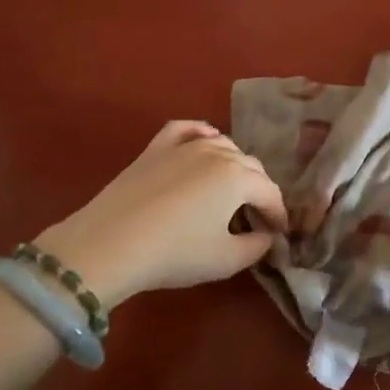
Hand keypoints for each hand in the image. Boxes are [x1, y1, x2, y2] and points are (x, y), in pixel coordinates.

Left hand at [37, 121, 286, 307]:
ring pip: (223, 145)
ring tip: (231, 190)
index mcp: (238, 177)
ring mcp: (184, 145)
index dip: (278, 214)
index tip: (280, 233)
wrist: (109, 244)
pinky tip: (204, 142)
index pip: (270, 192)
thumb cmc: (174, 253)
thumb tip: (265, 236)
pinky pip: (187, 130)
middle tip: (258, 217)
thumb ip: (256, 247)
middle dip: (260, 190)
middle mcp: (217, 153)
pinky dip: (201, 134)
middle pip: (250, 166)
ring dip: (235, 166)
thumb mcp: (226, 260)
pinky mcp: (156, 148)